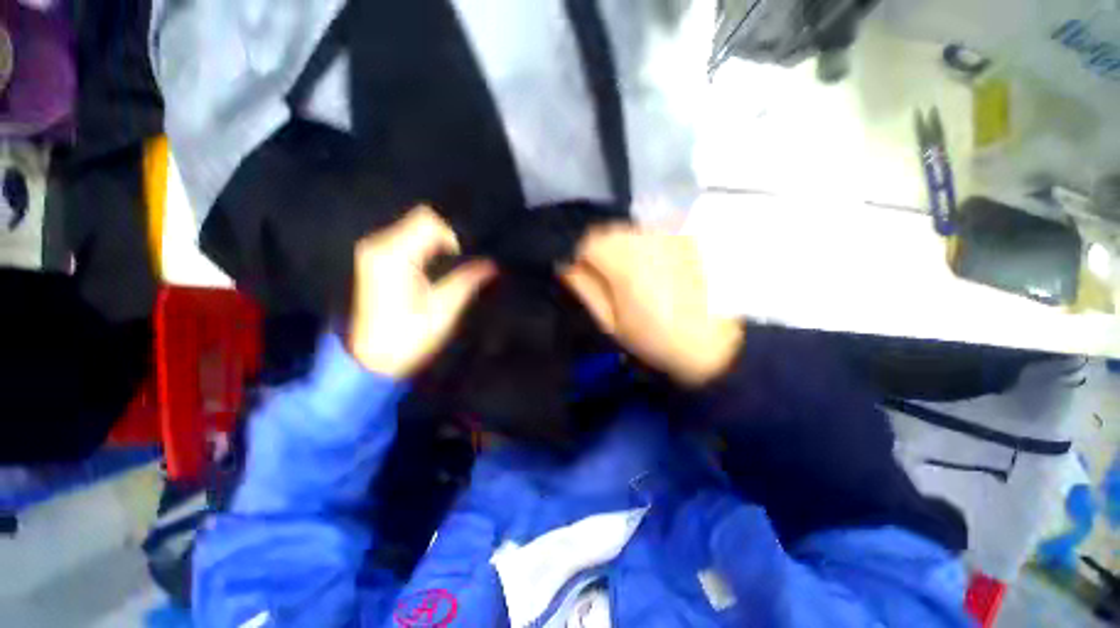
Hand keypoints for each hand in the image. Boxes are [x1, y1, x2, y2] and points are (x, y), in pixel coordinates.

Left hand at [349, 206, 496, 376]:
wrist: (370, 359)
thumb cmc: (408, 338)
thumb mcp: (443, 310)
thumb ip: (467, 281)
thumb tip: (492, 265)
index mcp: (396, 257)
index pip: (428, 221)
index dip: (452, 235)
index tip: (461, 259)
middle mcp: (379, 246)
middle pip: (420, 219)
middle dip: (444, 237)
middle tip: (456, 263)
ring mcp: (372, 251)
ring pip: (412, 227)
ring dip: (434, 242)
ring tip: (446, 267)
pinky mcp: (373, 259)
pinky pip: (404, 239)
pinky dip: (423, 247)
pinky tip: (430, 269)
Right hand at [562, 225, 742, 386]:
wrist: (714, 345)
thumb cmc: (656, 340)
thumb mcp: (610, 322)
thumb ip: (585, 289)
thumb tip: (567, 267)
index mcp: (625, 260)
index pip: (587, 242)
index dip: (579, 259)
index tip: (581, 278)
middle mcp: (647, 238)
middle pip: (608, 232)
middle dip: (599, 253)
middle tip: (605, 282)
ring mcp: (670, 236)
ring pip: (629, 232)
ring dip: (621, 249)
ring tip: (630, 279)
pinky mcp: (686, 240)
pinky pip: (651, 236)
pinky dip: (642, 249)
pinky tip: (652, 272)